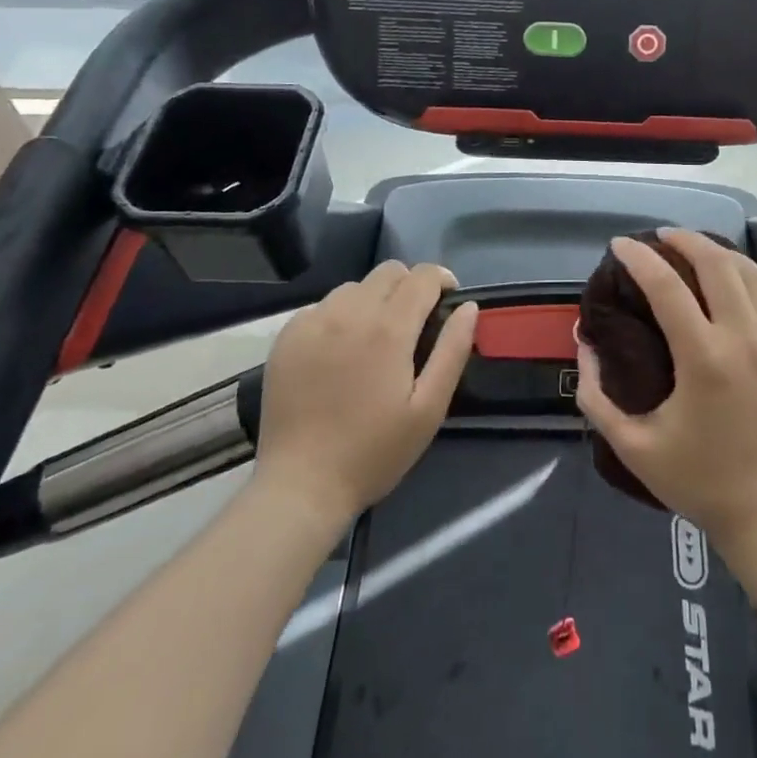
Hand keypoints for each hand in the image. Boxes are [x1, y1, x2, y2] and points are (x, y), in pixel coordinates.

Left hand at [251, 261, 477, 519]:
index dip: (442, 280)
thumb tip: (468, 306)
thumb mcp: (429, 408)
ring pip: (354, 287)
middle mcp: (350, 312)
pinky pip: (322, 306)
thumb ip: (453, 350)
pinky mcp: (288, 336)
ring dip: (373, 300)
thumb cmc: (374, 452)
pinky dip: (339, 316)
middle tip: (413, 323)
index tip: (447, 301)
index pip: (423, 276)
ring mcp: (313, 321)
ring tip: (373, 337)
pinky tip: (338, 351)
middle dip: (410, 286)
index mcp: (389, 328)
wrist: (300, 486)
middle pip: (389, 271)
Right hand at [575, 230, 756, 545]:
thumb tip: (583, 342)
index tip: (621, 244)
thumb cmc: (700, 481)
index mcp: (704, 359)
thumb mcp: (633, 447)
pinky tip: (737, 278)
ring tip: (696, 249)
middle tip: (661, 237)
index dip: (639, 258)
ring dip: (719, 252)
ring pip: (751, 271)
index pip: (666, 287)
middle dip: (684, 239)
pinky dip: (753, 276)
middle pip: (716, 263)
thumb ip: (596, 395)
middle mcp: (747, 338)